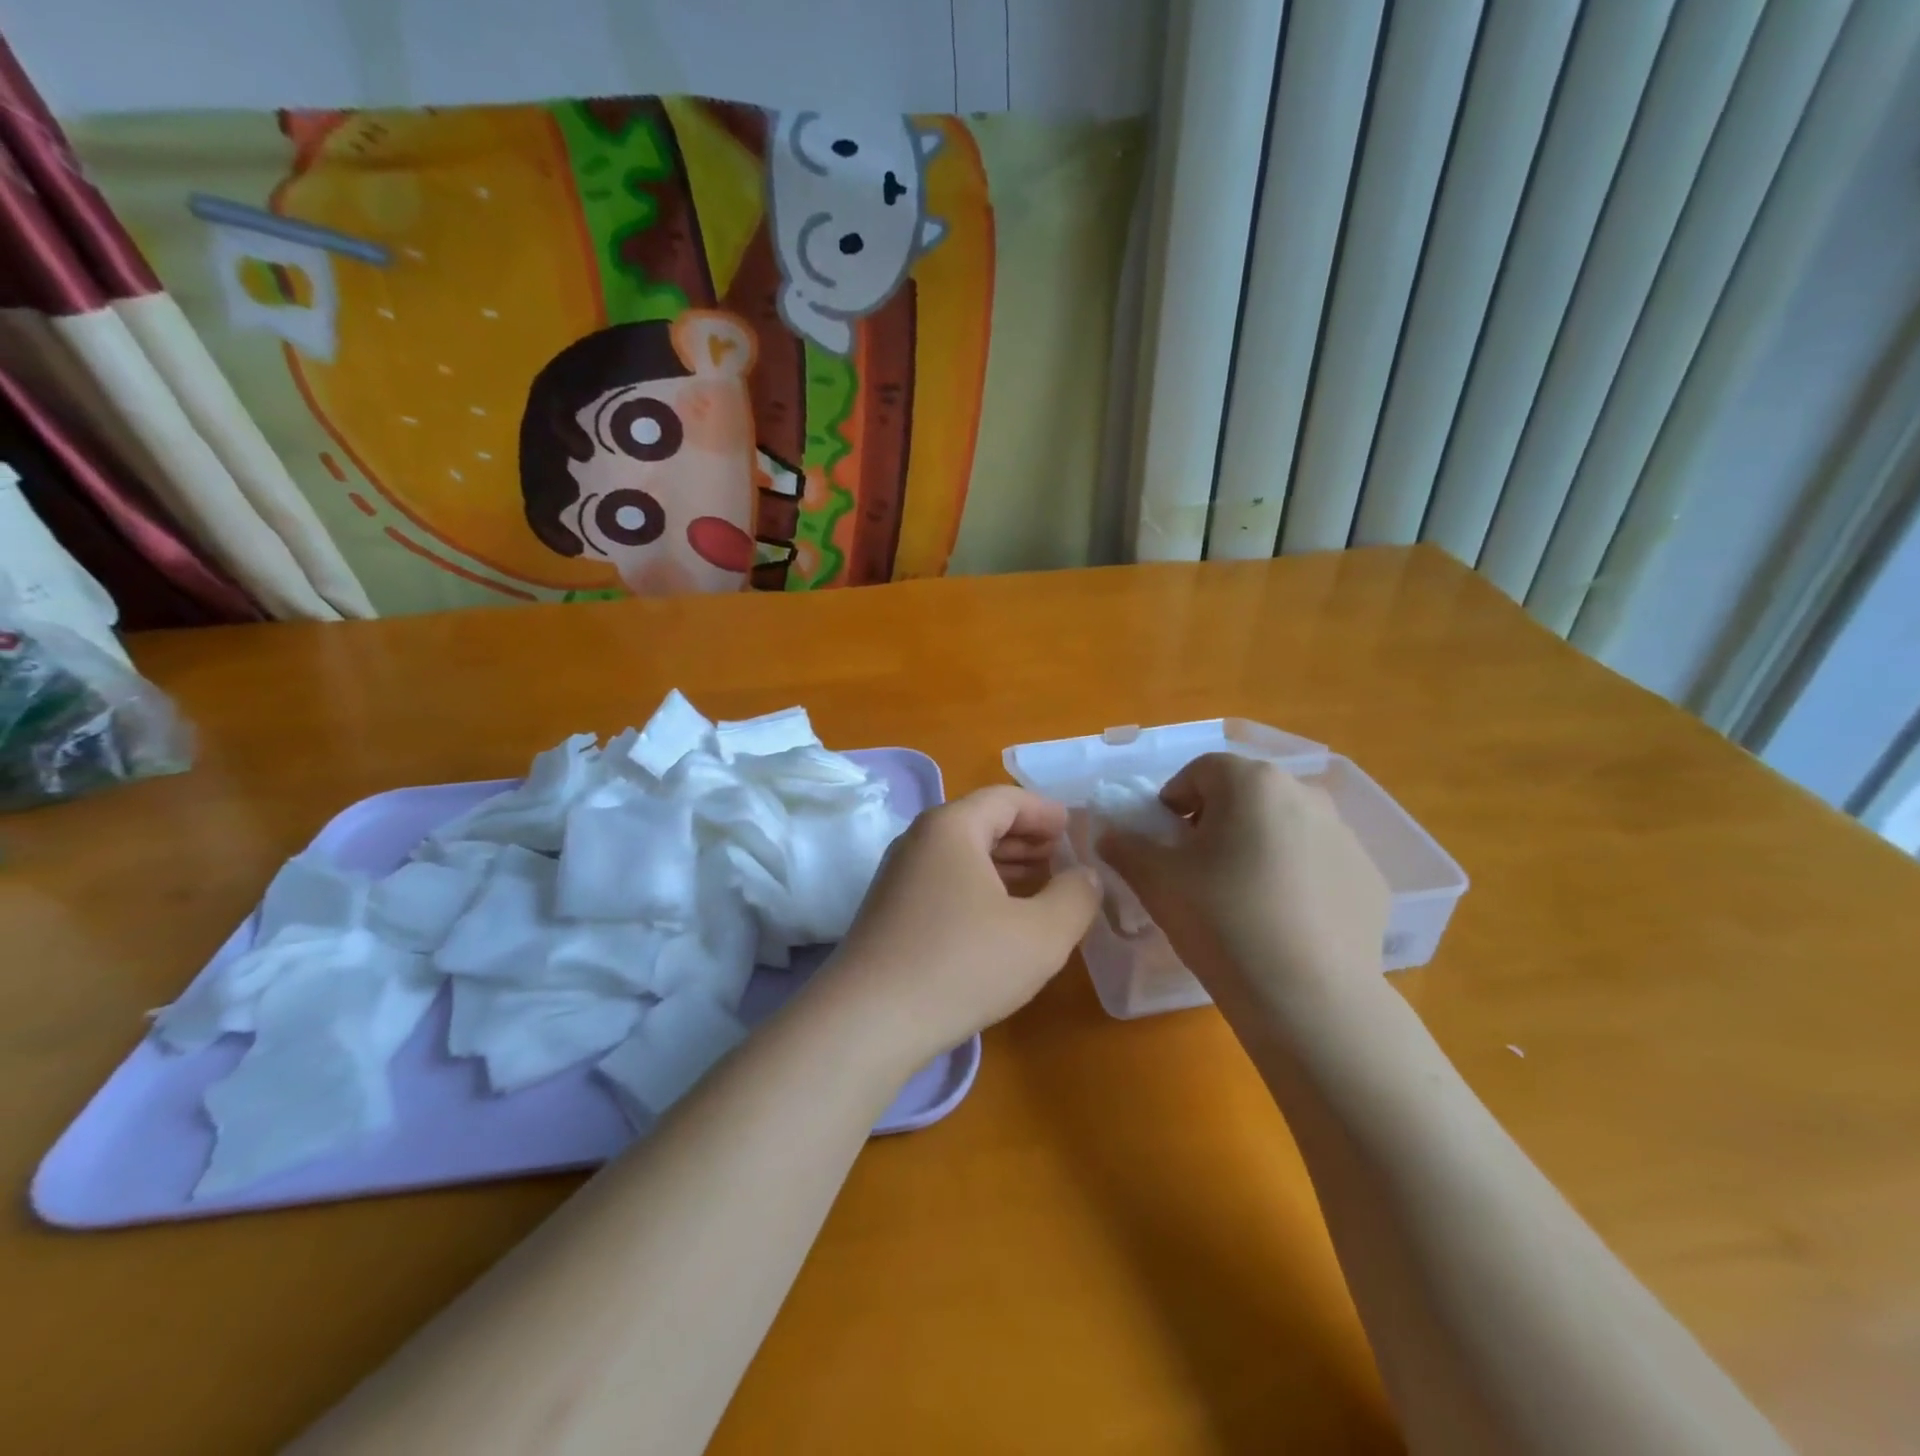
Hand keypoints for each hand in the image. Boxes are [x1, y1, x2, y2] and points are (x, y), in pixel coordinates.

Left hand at [818, 787, 1100, 1065]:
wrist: (868, 1021)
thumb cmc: (962, 964)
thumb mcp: (1040, 934)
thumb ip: (1075, 897)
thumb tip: (1085, 875)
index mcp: (951, 827)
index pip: (1006, 799)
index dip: (1046, 811)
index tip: (1075, 830)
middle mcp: (918, 840)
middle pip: (980, 822)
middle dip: (1027, 838)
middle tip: (1063, 859)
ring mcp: (897, 875)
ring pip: (961, 854)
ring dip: (1004, 864)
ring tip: (1040, 887)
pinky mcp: (888, 910)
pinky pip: (944, 881)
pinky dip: (978, 887)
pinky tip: (999, 920)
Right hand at [1099, 754, 1387, 995]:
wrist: (1308, 997)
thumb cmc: (1221, 920)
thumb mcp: (1155, 880)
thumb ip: (1124, 846)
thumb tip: (1109, 834)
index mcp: (1252, 782)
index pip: (1200, 771)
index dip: (1172, 801)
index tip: (1163, 842)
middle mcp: (1305, 794)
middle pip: (1245, 795)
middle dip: (1215, 822)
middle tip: (1197, 870)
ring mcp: (1346, 837)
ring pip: (1284, 827)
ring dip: (1257, 847)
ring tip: (1241, 899)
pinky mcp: (1370, 879)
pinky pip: (1318, 864)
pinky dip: (1296, 879)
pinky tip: (1282, 923)